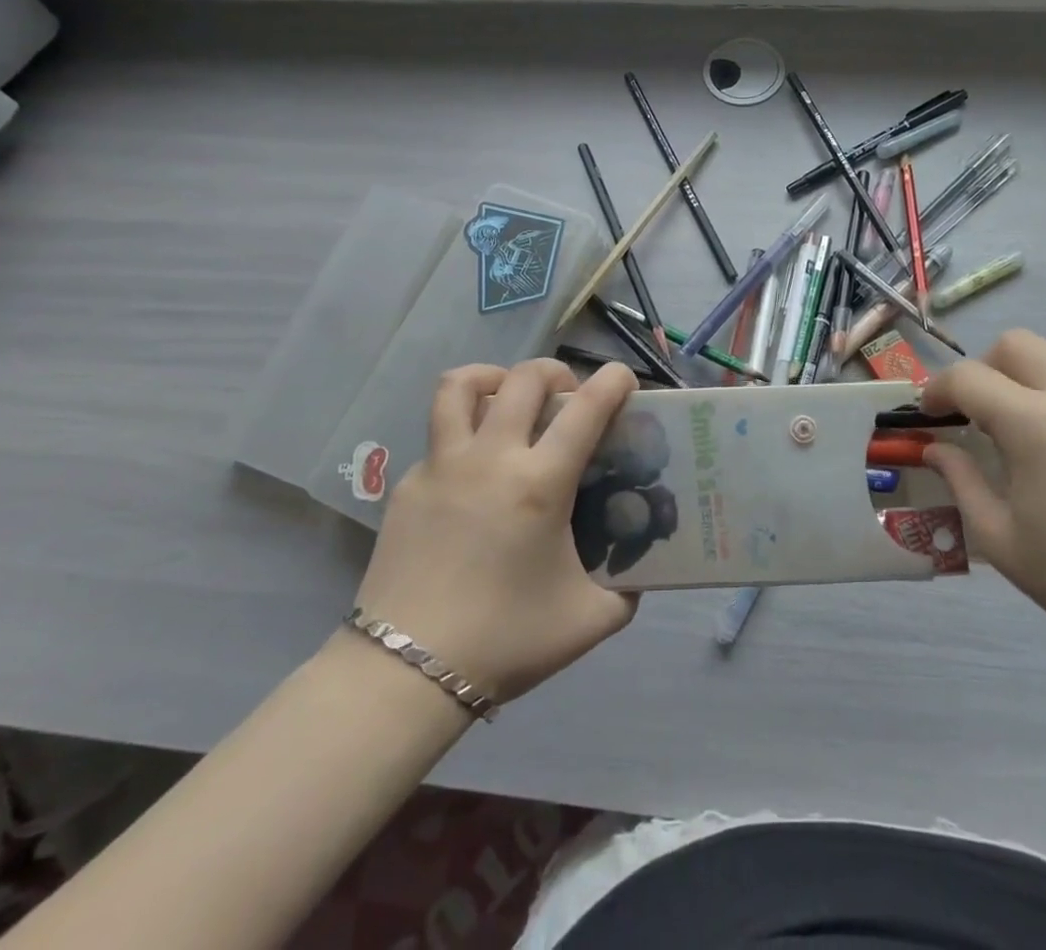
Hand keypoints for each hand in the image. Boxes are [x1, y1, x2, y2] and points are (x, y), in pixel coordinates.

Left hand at [352, 359, 640, 704]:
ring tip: (508, 399)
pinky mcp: (407, 484)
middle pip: (524, 378)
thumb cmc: (505, 641)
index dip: (613, 381)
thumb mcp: (589, 620)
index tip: (624, 380)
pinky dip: (464, 434)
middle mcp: (490, 458)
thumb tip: (640, 569)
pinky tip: (473, 474)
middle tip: (567, 395)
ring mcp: (441, 465)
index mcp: (539, 483)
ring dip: (493, 377)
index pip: (586, 408)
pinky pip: (439, 436)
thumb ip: (626, 589)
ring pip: (460, 386)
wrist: (406, 673)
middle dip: (556, 371)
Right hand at [921, 330, 1045, 679]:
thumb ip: (961, 481)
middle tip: (985, 413)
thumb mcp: (1003, 540)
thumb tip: (935, 448)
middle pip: (1016, 343)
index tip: (932, 412)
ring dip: (1035, 370)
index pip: (968, 377)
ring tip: (1038, 417)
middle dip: (986, 369)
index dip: (939, 389)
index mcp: (1036, 425)